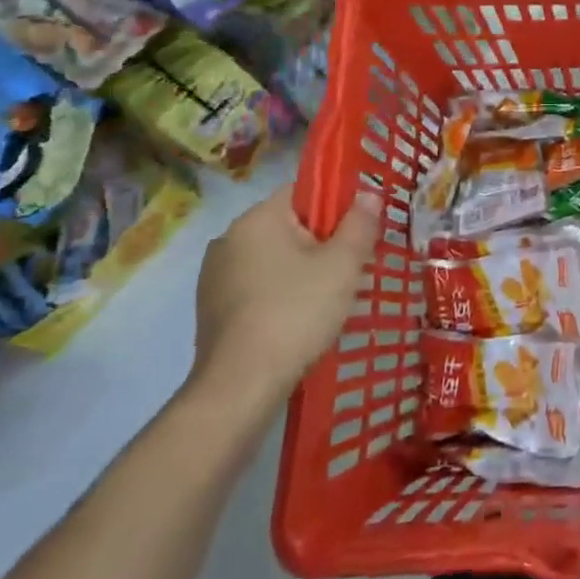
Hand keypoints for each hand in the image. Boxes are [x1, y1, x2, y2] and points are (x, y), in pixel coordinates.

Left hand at [188, 185, 380, 413]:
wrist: (241, 386)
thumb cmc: (296, 313)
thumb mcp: (343, 265)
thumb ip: (360, 224)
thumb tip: (368, 194)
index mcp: (257, 219)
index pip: (303, 192)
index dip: (337, 206)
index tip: (359, 232)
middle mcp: (228, 239)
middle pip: (290, 226)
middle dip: (323, 242)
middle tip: (352, 269)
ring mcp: (214, 276)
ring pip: (274, 259)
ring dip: (302, 270)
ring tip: (330, 299)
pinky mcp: (212, 309)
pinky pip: (257, 286)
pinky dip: (280, 294)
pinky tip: (299, 320)